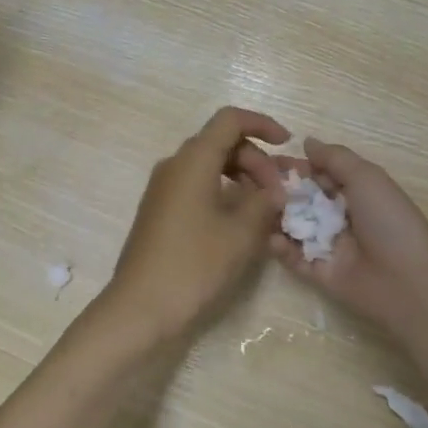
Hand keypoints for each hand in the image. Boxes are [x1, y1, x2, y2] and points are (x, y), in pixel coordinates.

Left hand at [95, 107, 290, 346]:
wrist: (140, 307)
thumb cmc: (194, 264)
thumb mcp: (241, 233)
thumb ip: (264, 202)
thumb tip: (274, 190)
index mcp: (193, 160)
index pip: (230, 120)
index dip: (262, 124)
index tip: (287, 144)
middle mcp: (175, 165)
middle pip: (221, 142)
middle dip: (256, 160)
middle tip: (278, 194)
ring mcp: (163, 188)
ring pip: (209, 165)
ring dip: (241, 177)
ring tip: (265, 208)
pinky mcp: (160, 210)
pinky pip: (196, 185)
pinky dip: (222, 191)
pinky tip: (239, 222)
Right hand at [270, 138, 427, 341]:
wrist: (408, 280)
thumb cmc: (388, 220)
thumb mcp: (366, 177)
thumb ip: (334, 158)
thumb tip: (307, 141)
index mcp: (354, 191)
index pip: (318, 174)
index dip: (294, 167)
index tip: (266, 160)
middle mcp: (339, 216)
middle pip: (302, 200)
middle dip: (280, 190)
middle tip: (255, 184)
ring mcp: (328, 245)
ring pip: (294, 227)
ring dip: (276, 217)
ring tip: (260, 209)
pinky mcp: (320, 273)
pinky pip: (294, 259)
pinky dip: (281, 249)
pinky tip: (272, 239)